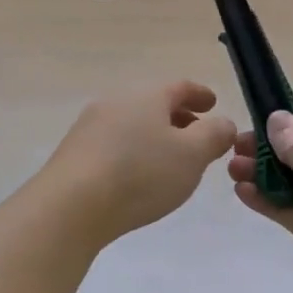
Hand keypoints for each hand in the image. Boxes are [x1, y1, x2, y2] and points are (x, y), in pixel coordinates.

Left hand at [37, 82, 237, 245]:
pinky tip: (138, 175)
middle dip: (178, 117)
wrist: (70, 206)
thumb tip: (223, 123)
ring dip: (155, 135)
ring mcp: (90, 126)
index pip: (180, 86)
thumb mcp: (192, 155)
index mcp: (147, 94)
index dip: (200, 95)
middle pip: (154, 103)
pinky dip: (134, 151)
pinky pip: (114, 143)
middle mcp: (117, 101)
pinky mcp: (74, 153)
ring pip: (133, 123)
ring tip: (170, 159)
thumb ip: (215, 135)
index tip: (213, 104)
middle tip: (197, 134)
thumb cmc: (140, 173)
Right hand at [229, 105, 292, 292]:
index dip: (287, 112)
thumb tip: (278, 117)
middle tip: (234, 146)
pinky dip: (265, 199)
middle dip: (266, 144)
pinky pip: (286, 207)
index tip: (255, 115)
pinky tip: (241, 192)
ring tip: (231, 169)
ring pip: (288, 177)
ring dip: (260, 171)